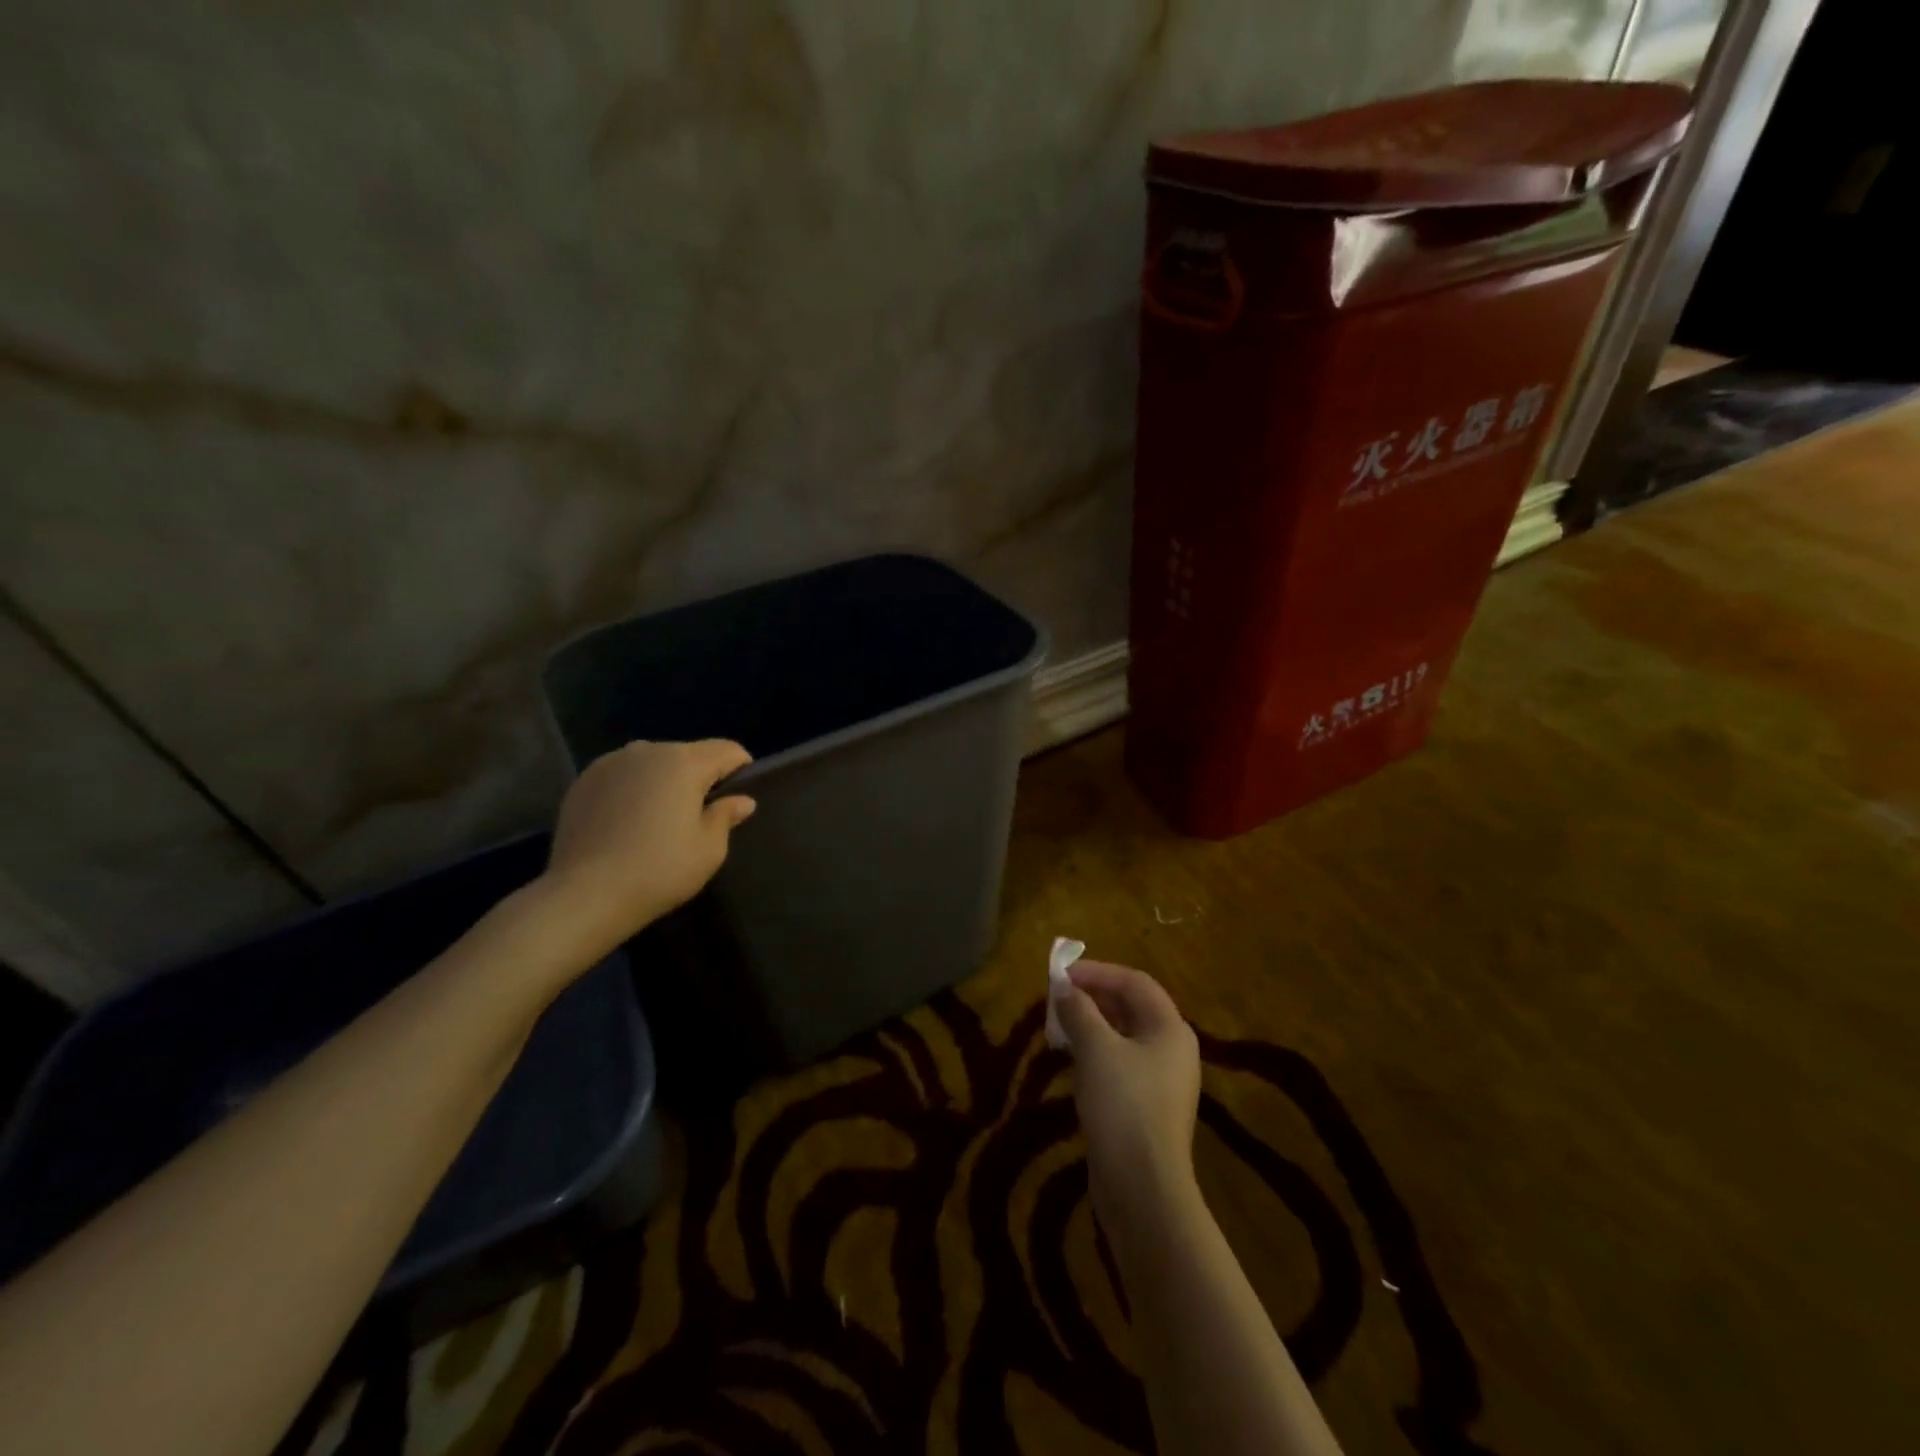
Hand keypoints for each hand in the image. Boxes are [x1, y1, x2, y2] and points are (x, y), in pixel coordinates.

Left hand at [541, 739, 756, 955]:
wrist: (584, 895)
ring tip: (660, 817)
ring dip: (664, 781)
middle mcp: (647, 751)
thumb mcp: (709, 849)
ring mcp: (610, 763)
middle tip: (701, 814)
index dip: (741, 768)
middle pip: (688, 754)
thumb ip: (726, 816)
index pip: (727, 749)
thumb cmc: (659, 870)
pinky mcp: (583, 781)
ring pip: (652, 763)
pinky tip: (628, 822)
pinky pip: (622, 776)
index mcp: (684, 762)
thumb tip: (742, 800)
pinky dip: (632, 790)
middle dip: (700, 776)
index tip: (741, 795)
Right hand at [1055, 960, 1201, 1229]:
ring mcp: (1161, 1081)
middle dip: (1092, 997)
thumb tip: (1065, 989)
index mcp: (1170, 1028)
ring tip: (1057, 1024)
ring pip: (1123, 1037)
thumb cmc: (1123, 1105)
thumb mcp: (1095, 1048)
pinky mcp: (1146, 1107)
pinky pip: (1120, 1064)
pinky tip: (1071, 1059)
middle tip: (1056, 997)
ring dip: (1090, 1025)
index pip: (1134, 982)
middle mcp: (1172, 1049)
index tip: (1061, 974)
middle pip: (1131, 1007)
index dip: (1097, 972)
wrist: (1142, 1188)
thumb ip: (1079, 1011)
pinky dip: (1095, 1052)